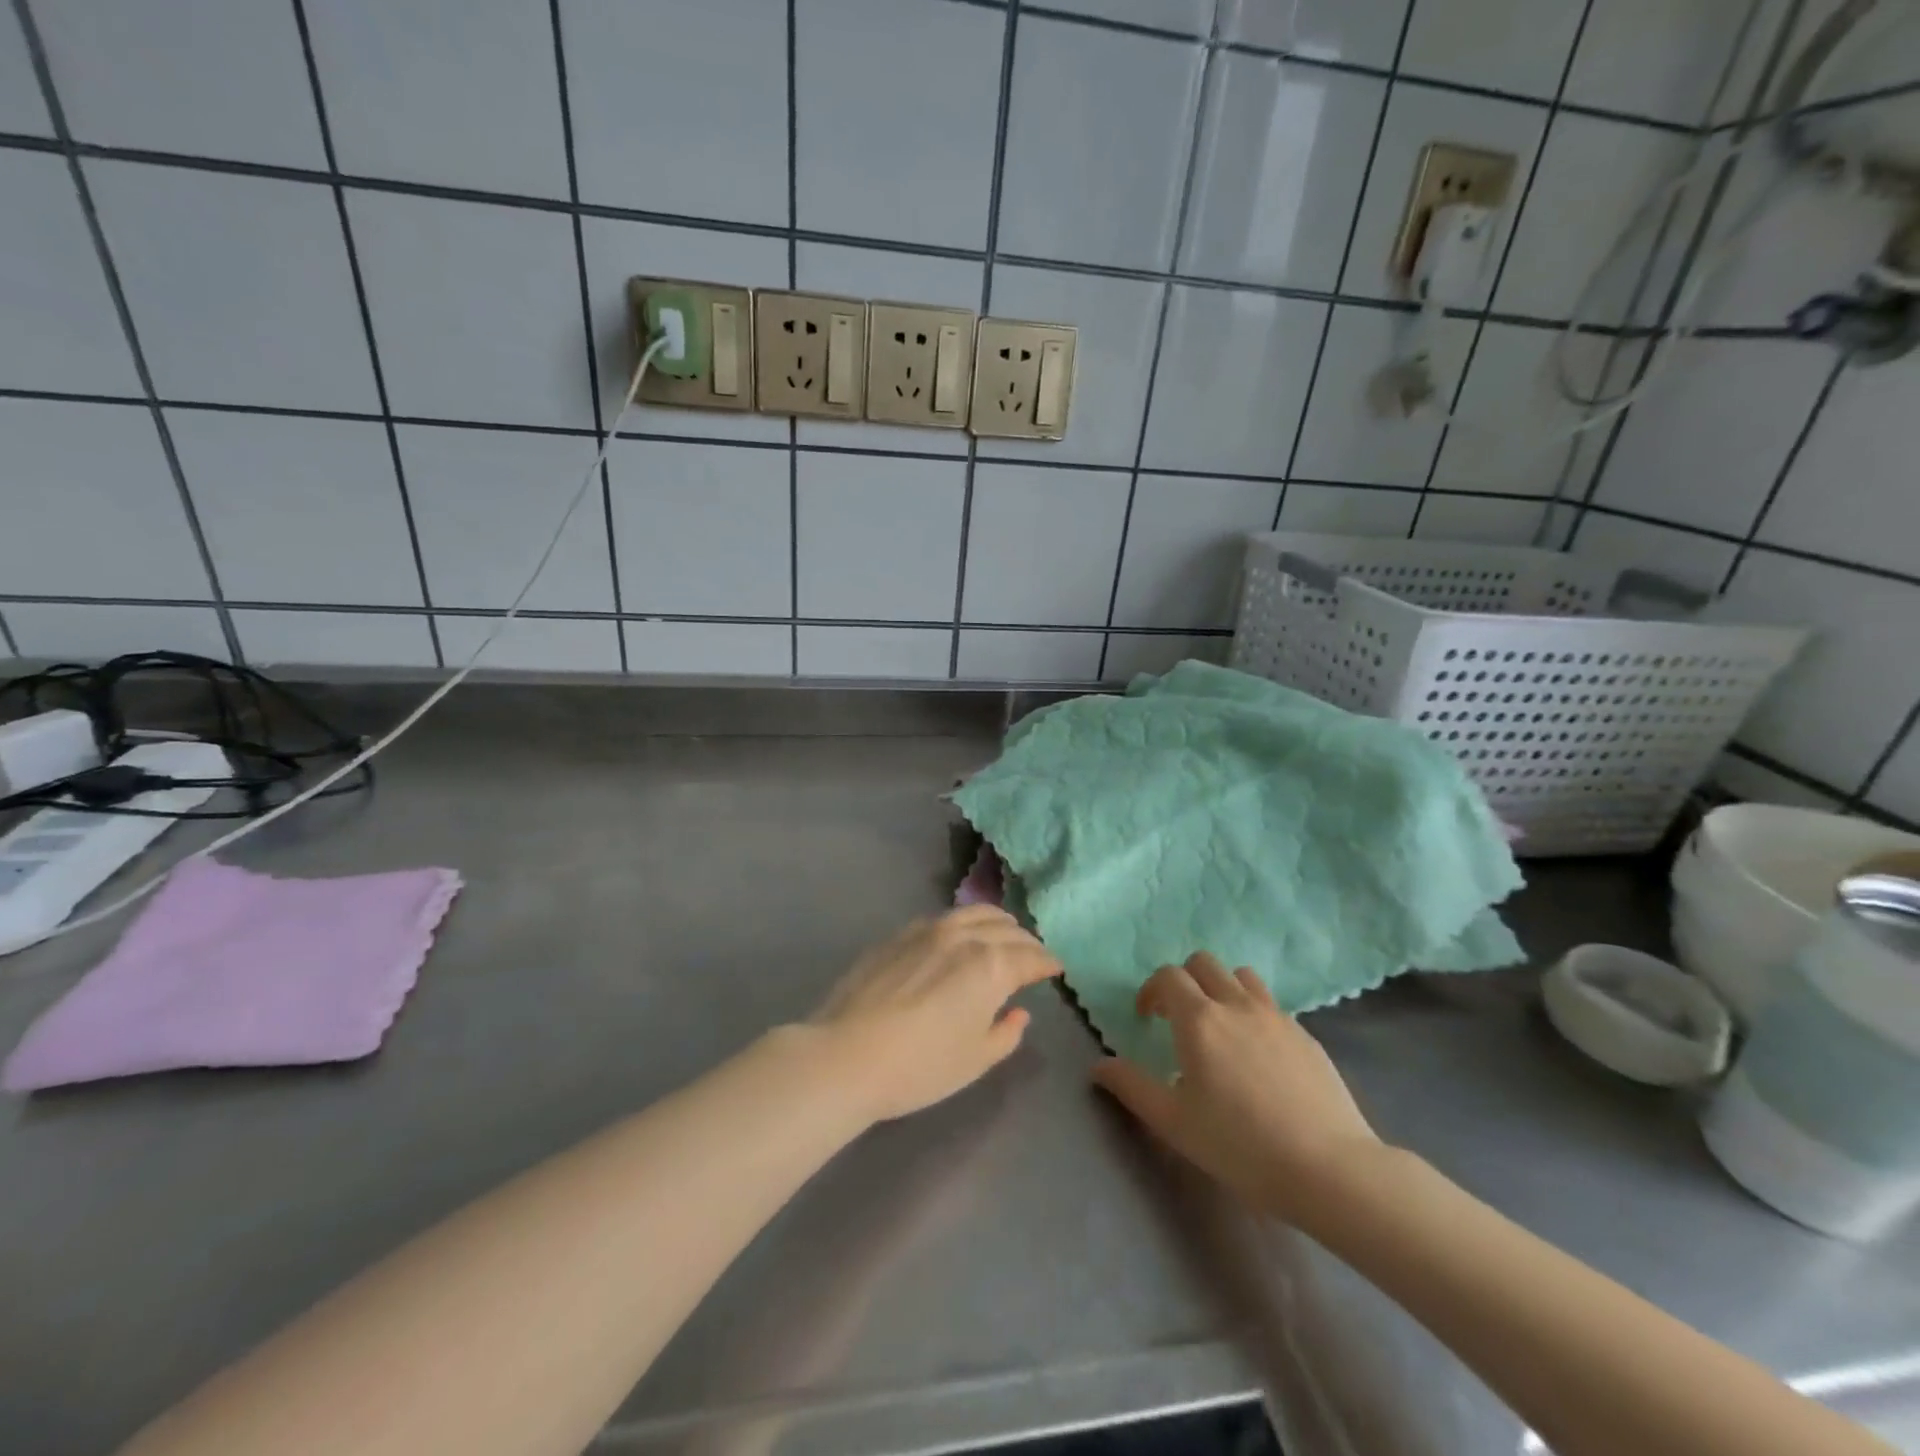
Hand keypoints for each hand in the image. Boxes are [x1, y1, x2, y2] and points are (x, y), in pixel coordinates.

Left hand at [810, 906, 1060, 1122]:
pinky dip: (964, 922)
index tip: (1056, 968)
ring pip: (974, 913)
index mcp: (991, 965)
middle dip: (1026, 941)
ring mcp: (928, 929)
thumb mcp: (975, 1060)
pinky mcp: (899, 934)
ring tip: (1003, 933)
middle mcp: (964, 936)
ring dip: (997, 922)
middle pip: (1006, 929)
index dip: (1047, 963)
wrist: (846, 1055)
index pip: (1030, 957)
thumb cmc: (920, 1066)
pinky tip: (959, 936)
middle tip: (1033, 955)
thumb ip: (1006, 1033)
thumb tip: (1018, 1012)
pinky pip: (944, 918)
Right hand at [1091, 952, 1382, 1227]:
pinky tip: (1258, 1054)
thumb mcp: (1174, 1122)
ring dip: (1221, 988)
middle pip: (1204, 963)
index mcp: (1199, 1019)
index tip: (1148, 1018)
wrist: (1329, 1168)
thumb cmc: (1240, 1145)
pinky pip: (1270, 1004)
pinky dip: (1253, 1011)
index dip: (1151, 990)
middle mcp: (1236, 1004)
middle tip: (1179, 1019)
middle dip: (1185, 981)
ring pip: (1240, 976)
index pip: (1168, 976)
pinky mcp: (1306, 1034)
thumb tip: (1099, 1065)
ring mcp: (1275, 1016)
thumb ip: (1132, 1087)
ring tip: (1220, 1027)